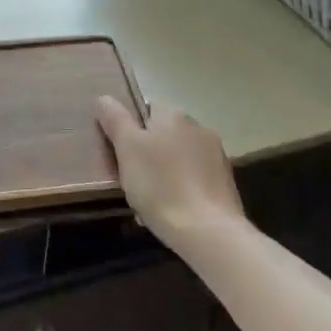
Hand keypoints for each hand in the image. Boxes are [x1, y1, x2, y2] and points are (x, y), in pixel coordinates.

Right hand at [95, 97, 243, 248]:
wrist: (207, 231)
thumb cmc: (160, 185)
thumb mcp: (127, 149)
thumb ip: (115, 120)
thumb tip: (104, 98)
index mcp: (173, 115)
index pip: (146, 109)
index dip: (131, 129)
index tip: (121, 153)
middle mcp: (198, 128)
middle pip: (164, 134)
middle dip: (148, 153)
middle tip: (131, 179)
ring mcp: (216, 156)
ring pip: (179, 158)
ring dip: (165, 172)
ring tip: (150, 201)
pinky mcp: (225, 183)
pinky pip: (194, 180)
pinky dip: (182, 190)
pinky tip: (172, 211)